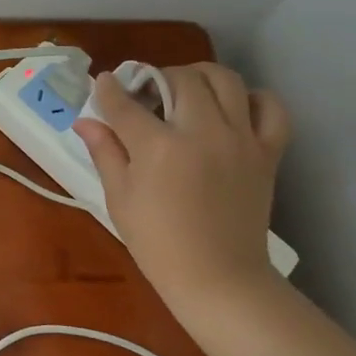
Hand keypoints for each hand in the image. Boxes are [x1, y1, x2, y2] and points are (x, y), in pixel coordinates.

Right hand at [73, 64, 290, 316]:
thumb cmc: (158, 244)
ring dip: (200, 76)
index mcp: (158, 147)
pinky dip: (253, 99)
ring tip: (187, 90)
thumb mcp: (120, 198)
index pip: (125, 103)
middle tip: (146, 95)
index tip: (103, 84)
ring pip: (225, 80)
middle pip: (180, 79)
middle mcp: (202, 132)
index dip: (108, 89)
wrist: (218, 279)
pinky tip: (234, 108)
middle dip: (156, 78)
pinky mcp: (267, 152)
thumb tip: (85, 121)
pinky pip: (270, 108)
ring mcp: (240, 139)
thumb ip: (105, 152)